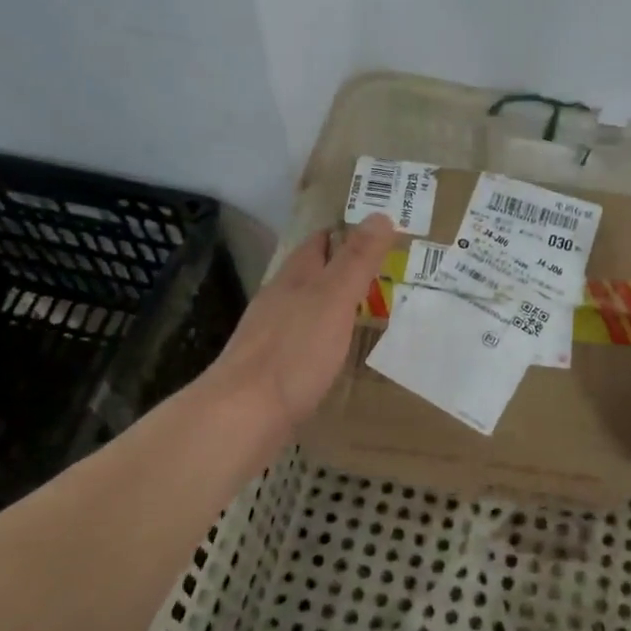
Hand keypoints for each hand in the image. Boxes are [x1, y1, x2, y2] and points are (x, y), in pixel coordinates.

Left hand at [206, 213, 394, 437]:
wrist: (242, 416)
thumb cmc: (293, 352)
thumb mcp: (333, 299)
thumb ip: (357, 260)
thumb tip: (380, 214)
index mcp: (294, 278)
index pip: (320, 241)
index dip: (348, 232)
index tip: (382, 233)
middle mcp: (279, 300)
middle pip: (313, 274)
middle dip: (345, 269)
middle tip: (388, 274)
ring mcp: (271, 335)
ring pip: (308, 308)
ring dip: (335, 304)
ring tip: (370, 311)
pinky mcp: (271, 369)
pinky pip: (304, 341)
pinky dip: (326, 338)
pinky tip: (339, 353)